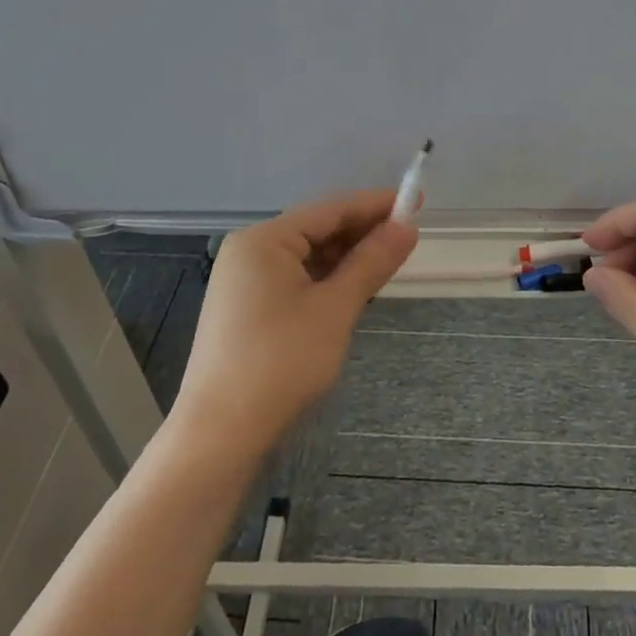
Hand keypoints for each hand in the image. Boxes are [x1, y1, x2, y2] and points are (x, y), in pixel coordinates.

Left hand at [172, 190, 416, 458]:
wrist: (219, 434)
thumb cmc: (280, 363)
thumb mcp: (335, 309)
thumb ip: (371, 262)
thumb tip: (408, 226)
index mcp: (264, 240)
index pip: (330, 209)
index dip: (375, 204)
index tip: (416, 201)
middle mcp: (250, 251)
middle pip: (316, 229)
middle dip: (362, 232)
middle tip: (408, 235)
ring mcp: (244, 281)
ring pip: (307, 256)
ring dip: (346, 257)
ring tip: (388, 260)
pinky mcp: (246, 308)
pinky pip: (294, 279)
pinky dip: (326, 280)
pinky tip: (353, 287)